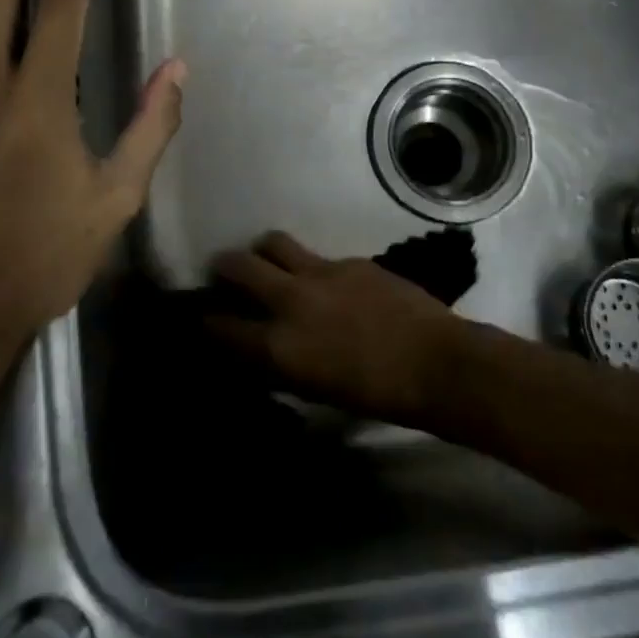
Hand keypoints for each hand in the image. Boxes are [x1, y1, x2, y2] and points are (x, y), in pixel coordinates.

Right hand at [207, 232, 465, 427]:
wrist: (434, 363)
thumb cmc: (375, 395)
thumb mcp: (315, 389)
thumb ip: (281, 364)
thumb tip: (262, 348)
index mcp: (278, 345)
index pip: (221, 326)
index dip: (207, 321)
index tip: (204, 318)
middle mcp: (290, 300)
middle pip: (238, 265)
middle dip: (224, 267)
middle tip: (226, 273)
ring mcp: (320, 273)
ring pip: (273, 243)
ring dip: (264, 251)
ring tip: (270, 263)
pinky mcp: (348, 260)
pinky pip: (317, 256)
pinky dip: (310, 266)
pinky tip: (326, 283)